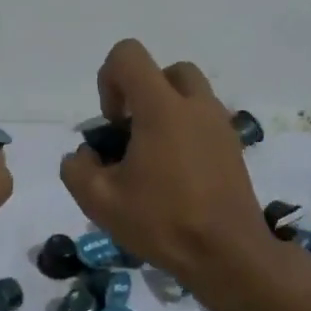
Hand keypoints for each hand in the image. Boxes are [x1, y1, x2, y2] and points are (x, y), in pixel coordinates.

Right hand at [59, 39, 273, 293]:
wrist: (228, 255)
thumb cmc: (162, 222)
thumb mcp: (99, 201)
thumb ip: (77, 168)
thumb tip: (85, 155)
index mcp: (161, 108)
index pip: (128, 56)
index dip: (108, 80)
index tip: (112, 124)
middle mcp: (195, 105)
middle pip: (165, 71)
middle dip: (142, 92)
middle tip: (132, 134)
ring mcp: (220, 125)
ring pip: (189, 94)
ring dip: (165, 111)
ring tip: (152, 156)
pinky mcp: (234, 147)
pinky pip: (204, 120)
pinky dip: (186, 132)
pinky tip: (175, 174)